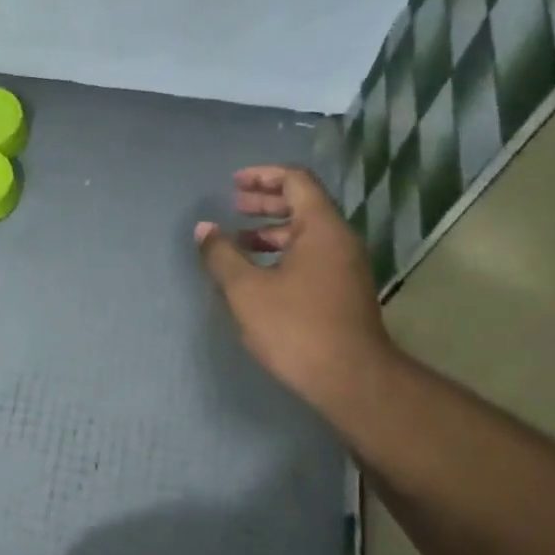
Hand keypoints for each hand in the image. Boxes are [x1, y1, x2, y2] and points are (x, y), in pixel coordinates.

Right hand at [196, 166, 394, 419]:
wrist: (350, 379)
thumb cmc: (296, 327)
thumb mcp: (247, 290)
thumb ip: (222, 255)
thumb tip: (204, 229)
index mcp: (321, 227)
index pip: (296, 180)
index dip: (263, 176)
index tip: (234, 183)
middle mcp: (339, 240)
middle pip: (303, 204)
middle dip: (266, 201)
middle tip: (233, 206)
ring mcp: (345, 267)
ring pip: (307, 233)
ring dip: (272, 230)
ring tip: (239, 240)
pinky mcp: (343, 291)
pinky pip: (311, 256)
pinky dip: (283, 253)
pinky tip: (259, 274)